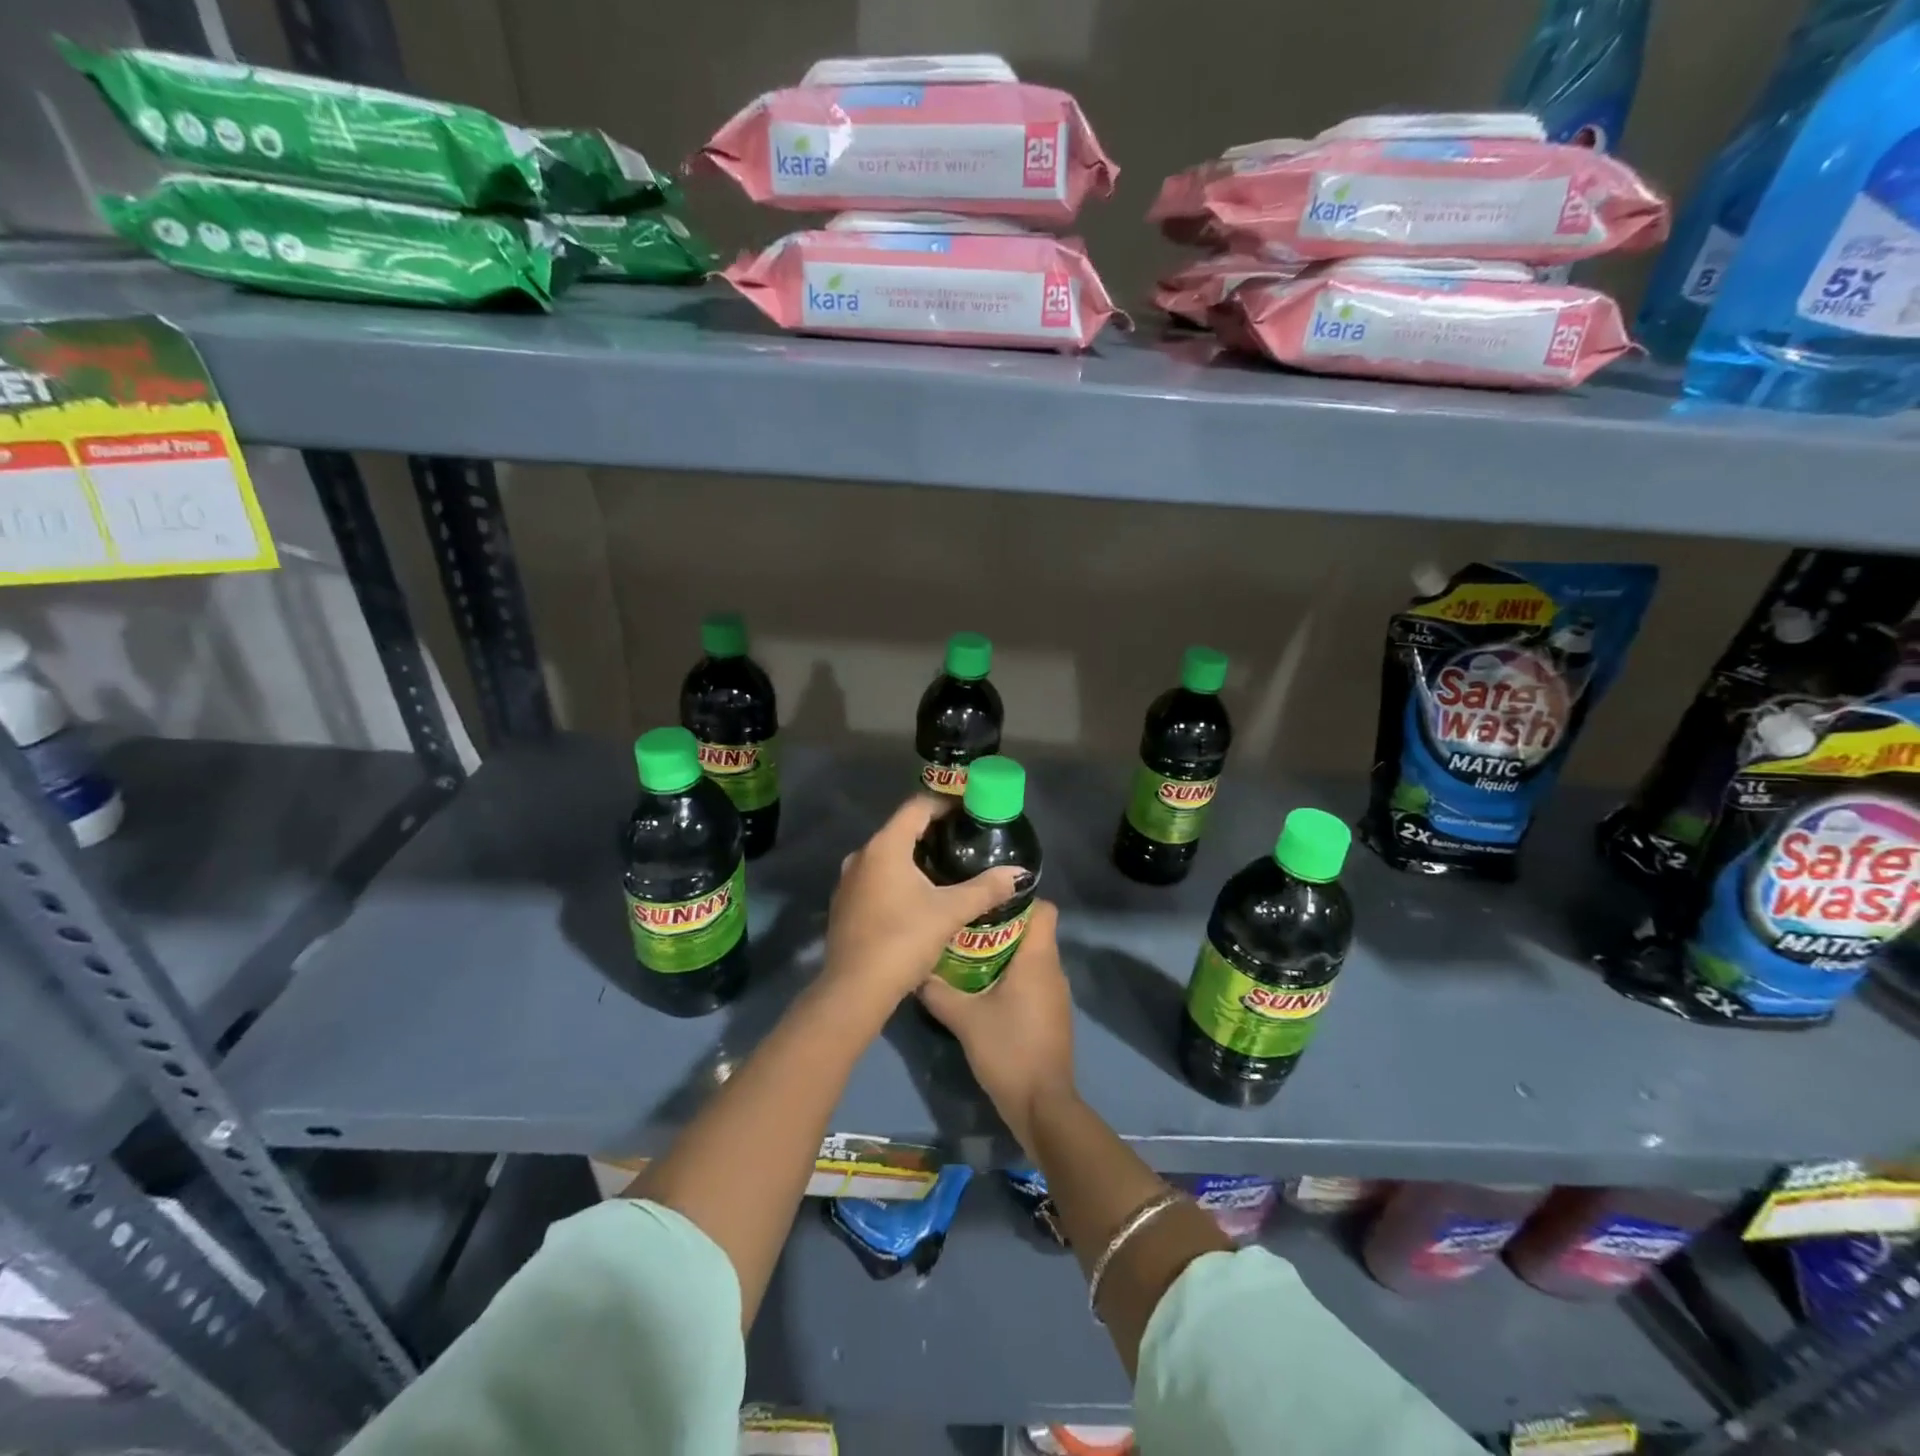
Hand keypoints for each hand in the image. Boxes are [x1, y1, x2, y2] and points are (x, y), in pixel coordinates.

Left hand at [822, 796, 1023, 1011]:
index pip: (917, 806)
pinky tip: (920, 896)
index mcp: (885, 846)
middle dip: (934, 830)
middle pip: (902, 828)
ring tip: (948, 866)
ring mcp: (848, 880)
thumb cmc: (903, 941)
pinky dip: (898, 876)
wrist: (854, 991)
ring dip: (915, 856)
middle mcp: (861, 855)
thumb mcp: (950, 913)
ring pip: (888, 855)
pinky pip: (876, 877)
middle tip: (966, 839)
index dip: (946, 803)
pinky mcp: (845, 904)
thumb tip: (1019, 873)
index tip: (971, 810)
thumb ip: (986, 889)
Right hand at [919, 900, 1075, 1153]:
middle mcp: (1053, 969)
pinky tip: (983, 988)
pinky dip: (1012, 976)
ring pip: (1032, 957)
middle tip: (965, 925)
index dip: (1019, 899)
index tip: (986, 901)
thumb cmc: (1008, 1050)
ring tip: (967, 952)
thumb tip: (915, 970)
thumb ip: (938, 991)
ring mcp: (1055, 994)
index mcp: (1039, 958)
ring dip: (1005, 952)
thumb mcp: (964, 1019)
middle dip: (1002, 924)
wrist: (1042, 1106)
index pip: (1044, 908)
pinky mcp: (1051, 1014)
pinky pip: (1033, 980)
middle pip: (1034, 930)